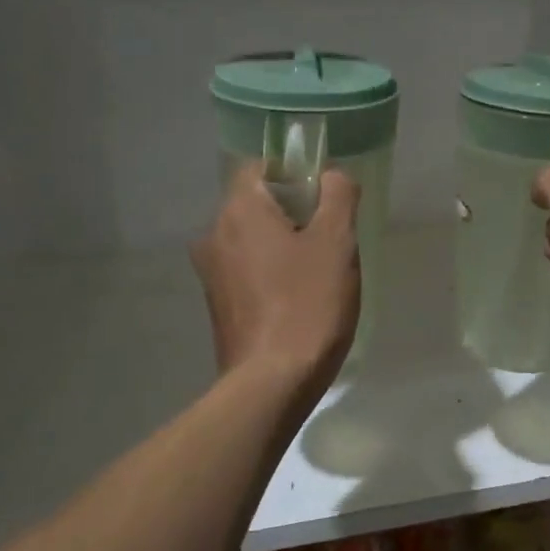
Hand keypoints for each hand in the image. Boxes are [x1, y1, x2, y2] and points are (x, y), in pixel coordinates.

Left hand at [192, 165, 360, 395]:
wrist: (272, 383)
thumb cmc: (308, 304)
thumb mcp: (337, 242)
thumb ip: (338, 195)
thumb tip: (332, 176)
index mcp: (238, 210)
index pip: (261, 167)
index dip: (296, 175)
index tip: (326, 201)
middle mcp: (214, 234)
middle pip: (258, 204)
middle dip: (295, 214)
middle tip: (331, 241)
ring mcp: (211, 273)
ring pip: (253, 240)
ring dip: (284, 247)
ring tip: (319, 276)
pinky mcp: (218, 305)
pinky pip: (248, 271)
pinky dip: (272, 274)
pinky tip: (299, 300)